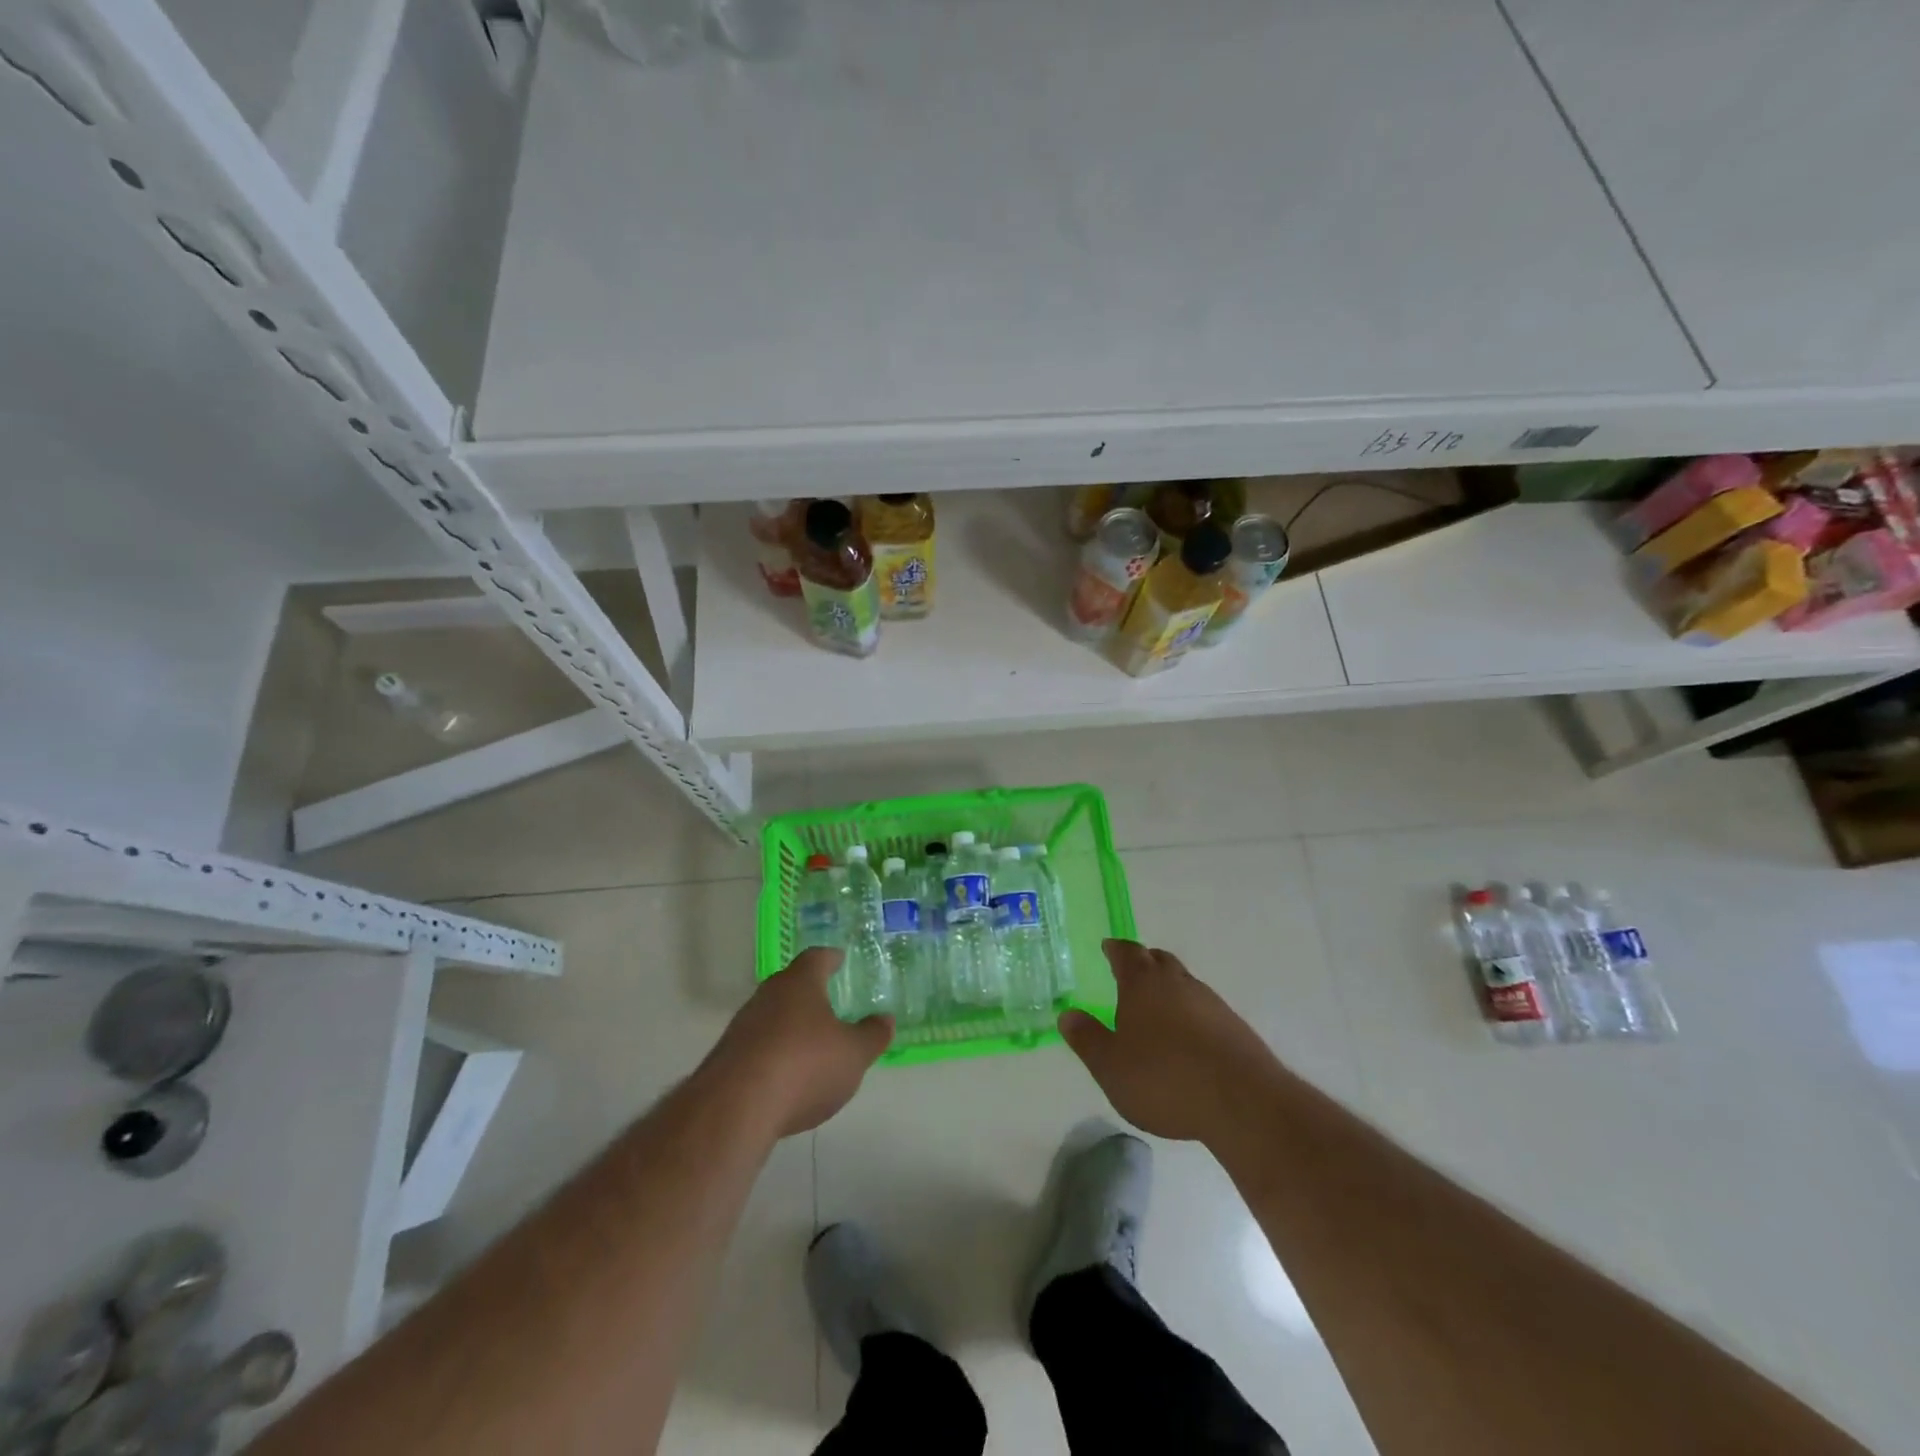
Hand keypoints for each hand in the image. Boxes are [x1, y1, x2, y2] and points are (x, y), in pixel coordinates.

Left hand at [701, 949, 892, 1137]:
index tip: (839, 959)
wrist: (735, 1107)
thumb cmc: (805, 1066)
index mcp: (799, 983)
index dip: (830, 958)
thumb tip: (885, 1019)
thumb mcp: (853, 1054)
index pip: (816, 958)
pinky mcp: (726, 1059)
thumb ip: (872, 1035)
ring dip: (789, 1026)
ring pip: (771, 1016)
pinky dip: (773, 1054)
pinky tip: (785, 1077)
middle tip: (828, 1001)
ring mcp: (742, 1027)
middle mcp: (767, 996)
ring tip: (809, 1043)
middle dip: (808, 993)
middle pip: (790, 985)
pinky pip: (757, 1047)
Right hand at [1059, 940, 1279, 1142]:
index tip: (1108, 947)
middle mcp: (1178, 983)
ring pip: (1184, 983)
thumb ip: (1087, 1039)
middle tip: (1131, 971)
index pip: (1127, 953)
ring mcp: (1210, 1003)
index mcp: (1143, 984)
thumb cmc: (1164, 1078)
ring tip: (1157, 1008)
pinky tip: (1186, 1039)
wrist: (1242, 1102)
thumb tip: (1068, 1015)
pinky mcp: (1234, 1027)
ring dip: (1169, 989)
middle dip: (1144, 962)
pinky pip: (1204, 1009)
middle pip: (1159, 960)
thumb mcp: (1110, 1066)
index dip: (1115, 949)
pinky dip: (1190, 1014)